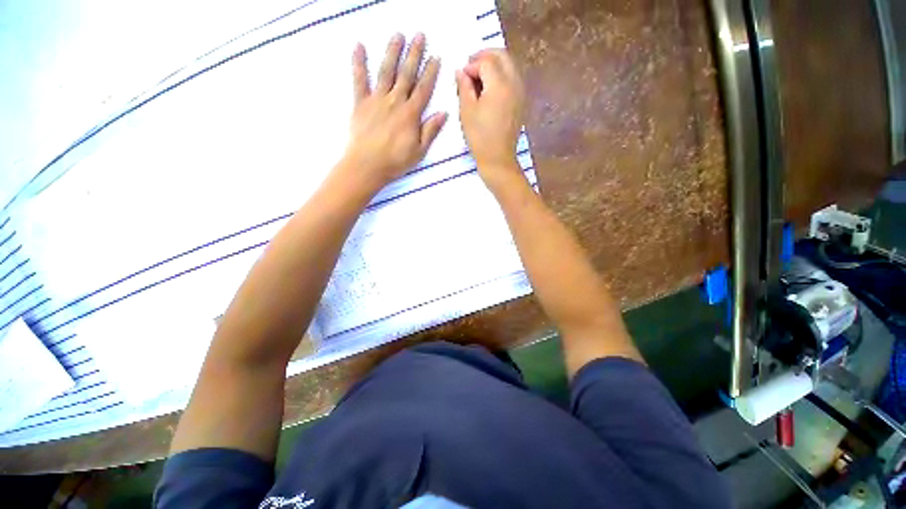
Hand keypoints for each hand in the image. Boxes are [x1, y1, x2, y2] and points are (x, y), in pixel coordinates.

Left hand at [340, 33, 447, 193]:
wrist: (367, 165)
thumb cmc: (396, 161)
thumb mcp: (419, 151)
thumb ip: (430, 131)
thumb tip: (443, 113)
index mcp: (411, 114)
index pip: (423, 88)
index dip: (430, 72)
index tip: (435, 57)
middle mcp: (395, 101)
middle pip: (407, 74)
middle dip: (414, 54)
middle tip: (420, 36)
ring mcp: (377, 100)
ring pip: (386, 71)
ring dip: (393, 52)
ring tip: (398, 35)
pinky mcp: (360, 102)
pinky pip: (359, 79)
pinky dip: (358, 62)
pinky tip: (358, 46)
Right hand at [455, 49, 525, 188]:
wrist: (498, 159)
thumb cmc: (480, 137)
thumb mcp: (466, 111)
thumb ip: (463, 87)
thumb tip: (460, 71)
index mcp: (500, 84)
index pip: (486, 61)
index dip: (471, 65)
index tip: (461, 76)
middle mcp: (514, 83)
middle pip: (502, 56)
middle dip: (484, 56)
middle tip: (470, 67)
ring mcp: (520, 92)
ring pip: (509, 65)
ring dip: (493, 65)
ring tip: (478, 78)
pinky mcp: (521, 102)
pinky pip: (512, 78)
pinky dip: (501, 75)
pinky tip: (489, 88)